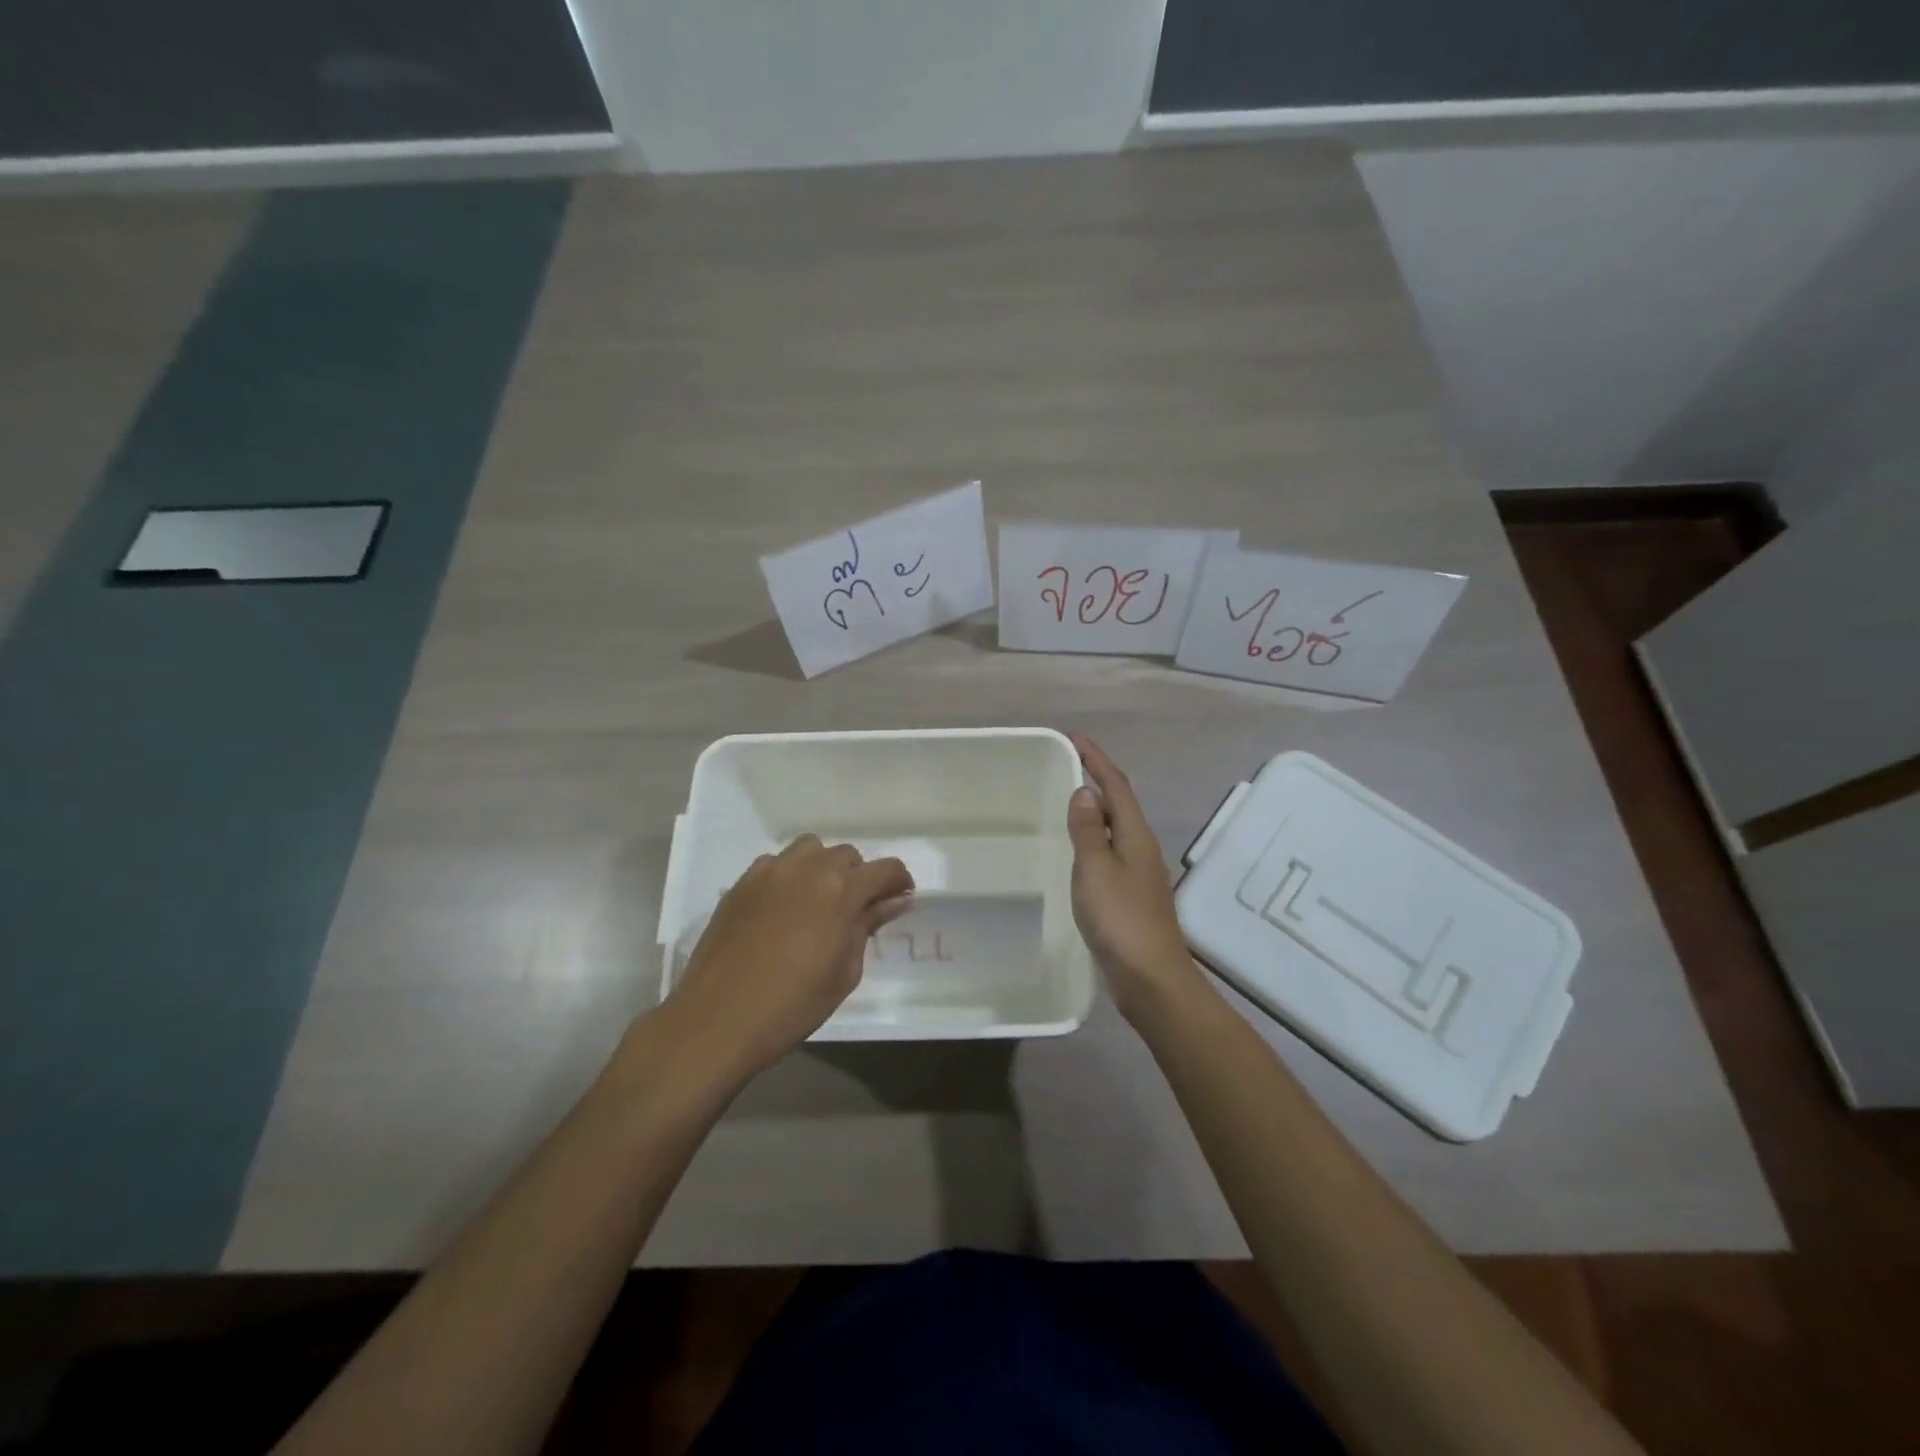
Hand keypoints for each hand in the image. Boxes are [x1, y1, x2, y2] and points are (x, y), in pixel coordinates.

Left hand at [663, 836, 913, 1079]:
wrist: (719, 1018)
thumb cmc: (793, 1004)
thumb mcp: (844, 972)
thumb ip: (867, 927)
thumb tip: (892, 902)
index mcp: (841, 890)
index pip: (885, 869)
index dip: (899, 882)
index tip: (900, 899)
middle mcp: (808, 868)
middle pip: (847, 855)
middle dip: (859, 877)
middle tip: (855, 910)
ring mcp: (770, 871)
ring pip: (810, 850)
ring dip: (822, 868)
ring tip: (818, 901)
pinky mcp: (742, 882)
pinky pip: (775, 864)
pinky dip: (788, 876)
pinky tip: (782, 908)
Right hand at [1065, 733, 1205, 1020]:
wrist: (1150, 978)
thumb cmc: (1120, 919)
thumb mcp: (1096, 869)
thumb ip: (1089, 830)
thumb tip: (1085, 791)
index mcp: (1135, 835)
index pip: (1116, 786)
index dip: (1097, 759)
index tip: (1076, 737)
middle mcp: (1141, 848)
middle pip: (1120, 803)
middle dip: (1098, 778)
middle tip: (1069, 762)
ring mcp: (1139, 873)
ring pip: (1117, 828)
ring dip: (1097, 808)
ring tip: (1072, 798)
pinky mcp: (1131, 896)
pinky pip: (1111, 852)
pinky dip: (1095, 838)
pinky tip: (1081, 850)